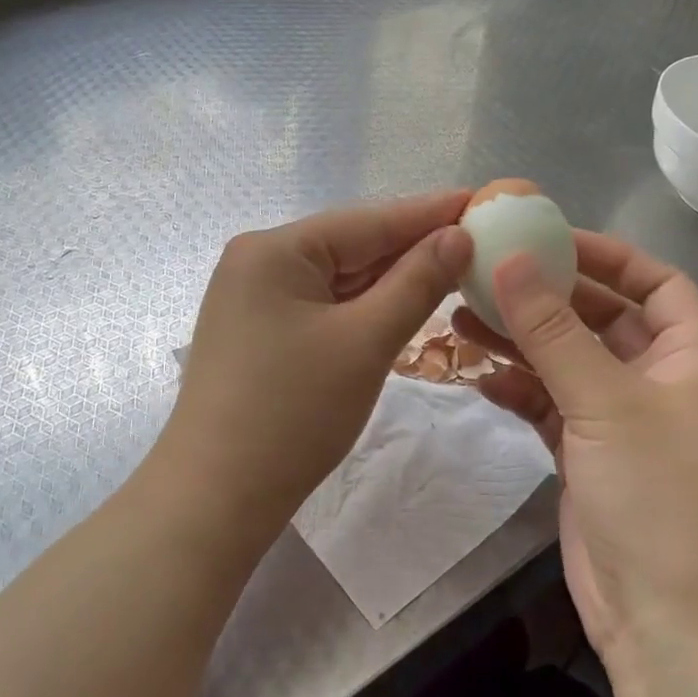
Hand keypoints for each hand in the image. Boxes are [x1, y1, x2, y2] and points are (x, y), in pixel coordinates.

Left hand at [161, 191, 473, 526]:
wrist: (216, 496)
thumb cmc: (294, 413)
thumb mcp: (366, 341)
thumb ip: (416, 282)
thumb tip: (458, 236)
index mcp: (274, 249)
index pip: (367, 221)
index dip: (428, 212)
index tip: (481, 199)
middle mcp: (258, 262)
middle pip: (351, 246)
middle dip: (413, 246)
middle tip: (479, 238)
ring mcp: (254, 299)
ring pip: (338, 278)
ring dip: (391, 278)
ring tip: (454, 266)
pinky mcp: (260, 332)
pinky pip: (322, 306)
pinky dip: (363, 306)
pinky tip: (403, 302)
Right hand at [452, 233, 697, 673]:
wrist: (670, 625)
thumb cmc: (658, 497)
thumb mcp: (605, 402)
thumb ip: (553, 331)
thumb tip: (510, 260)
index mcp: (690, 357)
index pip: (657, 283)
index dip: (608, 256)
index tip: (548, 238)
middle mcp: (658, 382)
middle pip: (600, 318)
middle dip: (547, 297)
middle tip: (486, 273)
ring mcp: (619, 422)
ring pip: (565, 362)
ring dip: (520, 341)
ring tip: (461, 316)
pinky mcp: (586, 456)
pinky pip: (547, 405)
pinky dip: (517, 390)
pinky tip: (478, 378)